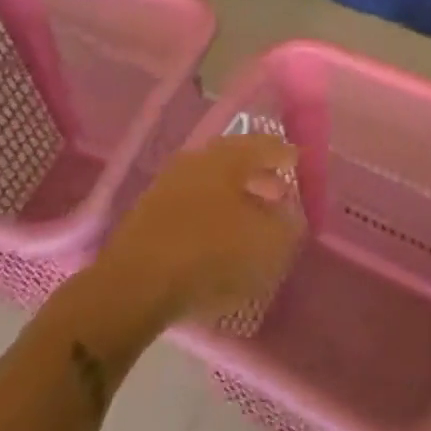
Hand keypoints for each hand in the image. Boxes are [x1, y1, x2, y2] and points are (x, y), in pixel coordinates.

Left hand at [95, 134, 302, 328]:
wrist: (133, 285)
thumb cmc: (209, 255)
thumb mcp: (265, 246)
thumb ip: (286, 227)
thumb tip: (289, 215)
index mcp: (228, 157)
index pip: (264, 145)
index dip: (284, 154)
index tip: (297, 163)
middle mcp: (197, 160)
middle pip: (235, 160)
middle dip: (258, 175)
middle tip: (278, 191)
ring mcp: (169, 183)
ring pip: (211, 182)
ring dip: (233, 195)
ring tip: (250, 219)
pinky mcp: (149, 212)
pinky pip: (191, 203)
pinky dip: (210, 212)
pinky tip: (217, 236)